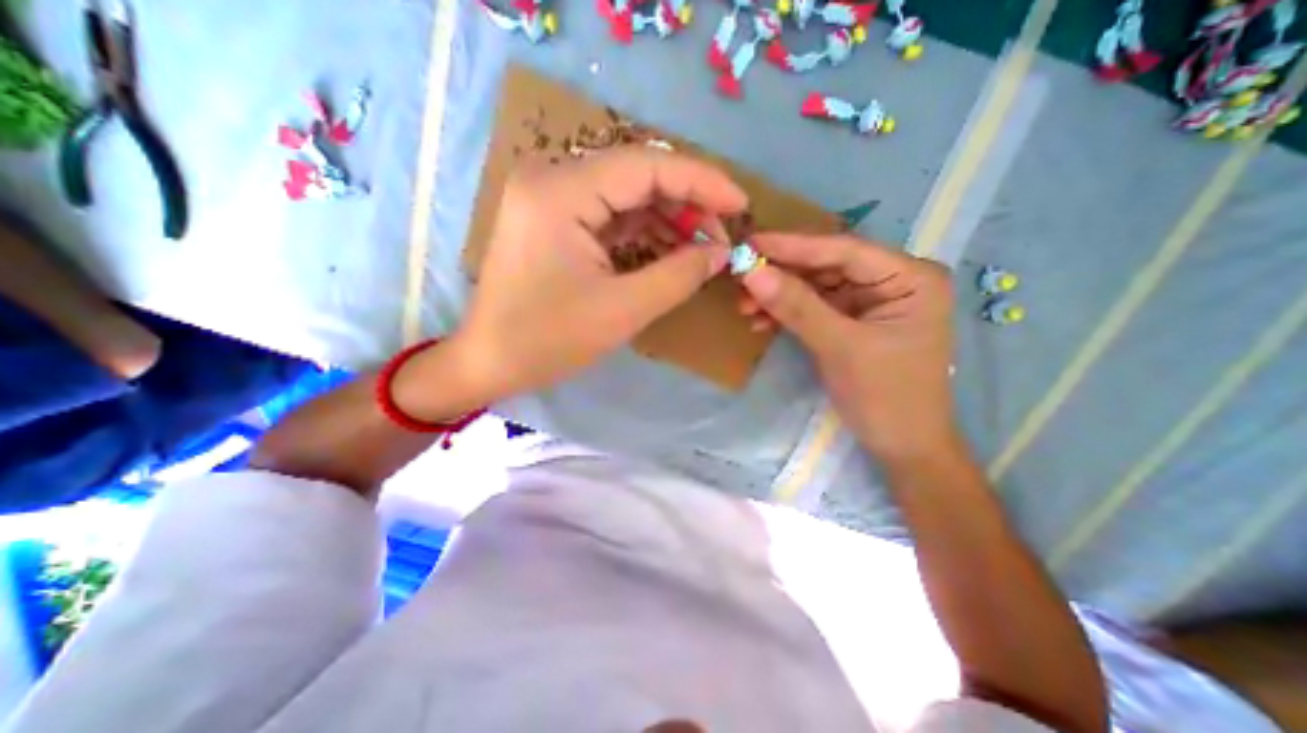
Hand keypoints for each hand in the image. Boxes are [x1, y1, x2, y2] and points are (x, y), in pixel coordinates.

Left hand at [439, 143, 743, 404]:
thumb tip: (720, 253)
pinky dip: (643, 229)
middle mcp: (552, 178)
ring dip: (668, 217)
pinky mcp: (553, 218)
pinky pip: (609, 213)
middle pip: (637, 174)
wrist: (490, 361)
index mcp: (561, 192)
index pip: (647, 165)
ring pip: (626, 193)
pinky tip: (669, 248)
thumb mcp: (622, 310)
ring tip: (700, 247)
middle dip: (687, 203)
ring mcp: (550, 197)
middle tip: (720, 237)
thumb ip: (679, 275)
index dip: (702, 181)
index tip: (741, 205)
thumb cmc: (549, 341)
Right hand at [734, 234, 955, 460]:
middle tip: (740, 277)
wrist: (901, 447)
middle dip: (781, 275)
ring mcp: (870, 302)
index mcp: (910, 277)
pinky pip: (814, 308)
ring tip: (744, 306)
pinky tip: (761, 321)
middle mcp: (892, 281)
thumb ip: (797, 307)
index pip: (844, 250)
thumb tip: (752, 272)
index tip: (749, 243)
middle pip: (827, 266)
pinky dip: (787, 314)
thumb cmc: (885, 397)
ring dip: (779, 296)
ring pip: (815, 287)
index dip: (793, 246)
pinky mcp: (852, 322)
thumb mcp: (840, 348)